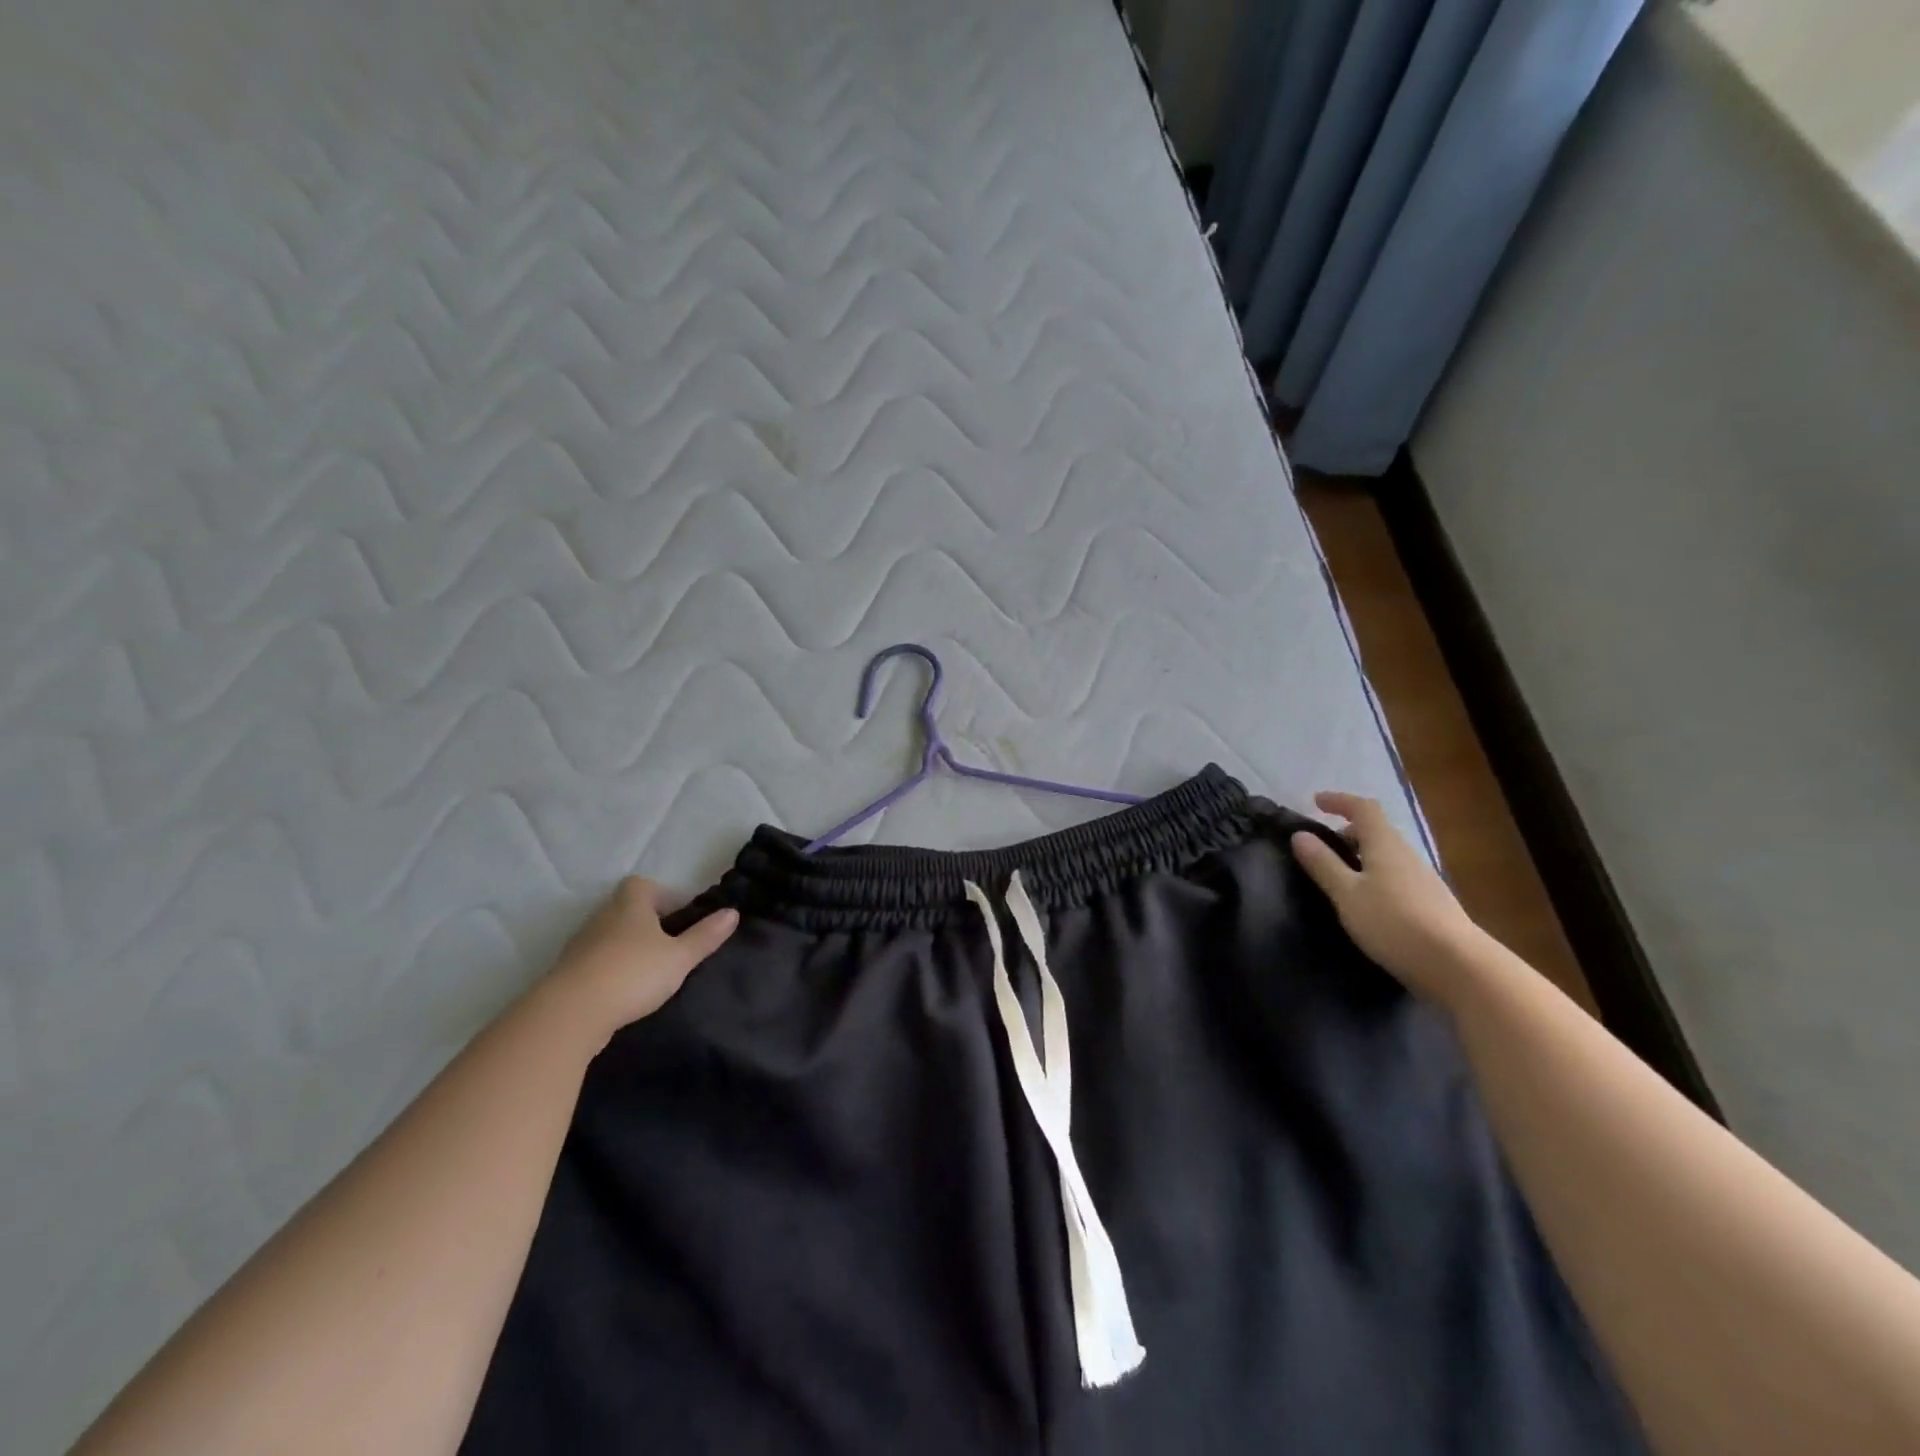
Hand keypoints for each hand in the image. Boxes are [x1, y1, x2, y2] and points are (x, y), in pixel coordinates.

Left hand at [536, 878, 738, 1044]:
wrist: (570, 1014)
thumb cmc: (633, 974)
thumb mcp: (679, 957)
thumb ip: (705, 936)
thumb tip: (733, 912)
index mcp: (630, 905)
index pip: (642, 884)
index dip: (661, 895)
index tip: (678, 916)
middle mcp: (602, 917)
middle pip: (625, 909)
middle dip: (646, 922)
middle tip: (669, 945)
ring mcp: (580, 945)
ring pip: (608, 935)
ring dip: (626, 947)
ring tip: (648, 970)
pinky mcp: (567, 973)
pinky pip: (594, 961)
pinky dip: (609, 969)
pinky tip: (623, 990)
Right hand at [1290, 791, 1483, 1001]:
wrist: (1457, 966)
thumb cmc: (1394, 922)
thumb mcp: (1347, 894)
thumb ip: (1323, 864)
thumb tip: (1300, 835)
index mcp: (1385, 845)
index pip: (1363, 808)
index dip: (1339, 801)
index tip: (1315, 802)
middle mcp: (1407, 855)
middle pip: (1377, 831)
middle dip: (1348, 832)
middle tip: (1322, 847)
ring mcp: (1423, 880)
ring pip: (1387, 856)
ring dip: (1362, 856)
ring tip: (1339, 876)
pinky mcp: (1431, 904)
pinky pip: (1396, 877)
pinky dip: (1375, 876)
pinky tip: (1366, 902)